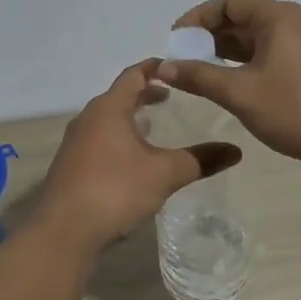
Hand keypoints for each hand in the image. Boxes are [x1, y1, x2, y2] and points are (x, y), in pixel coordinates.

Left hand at [36, 60, 242, 250]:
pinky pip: (98, 140)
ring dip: (129, 117)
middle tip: (170, 98)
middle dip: (144, 93)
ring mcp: (75, 143)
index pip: (133, 74)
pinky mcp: (70, 166)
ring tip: (153, 126)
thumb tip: (236, 151)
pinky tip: (131, 159)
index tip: (175, 67)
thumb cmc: (115, 190)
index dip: (155, 67)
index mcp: (109, 109)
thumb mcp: (165, 173)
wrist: (63, 232)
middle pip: (118, 96)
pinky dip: (117, 138)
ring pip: (106, 119)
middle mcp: (88, 118)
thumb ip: (200, 159)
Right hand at [157, 0, 300, 168]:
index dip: (197, 17)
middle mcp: (290, 22)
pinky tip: (225, 83)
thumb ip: (199, 76)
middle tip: (182, 60)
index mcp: (277, 17)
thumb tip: (163, 67)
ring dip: (223, 52)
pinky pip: (265, 52)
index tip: (175, 41)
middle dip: (208, 36)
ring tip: (197, 73)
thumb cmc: (294, 109)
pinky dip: (242, 63)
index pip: (228, 2)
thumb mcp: (240, 93)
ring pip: (252, 38)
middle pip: (240, 17)